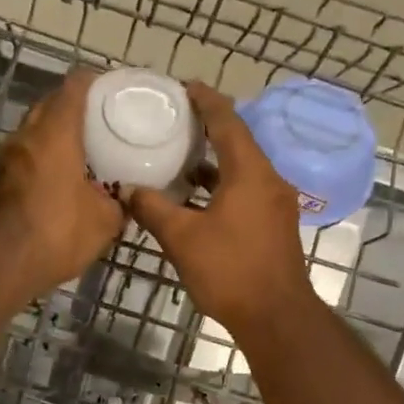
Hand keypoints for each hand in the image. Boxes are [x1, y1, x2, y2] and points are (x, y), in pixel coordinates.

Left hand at [0, 69, 124, 296]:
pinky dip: (45, 162)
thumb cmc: (57, 231)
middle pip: (51, 106)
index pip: (75, 86)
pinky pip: (27, 160)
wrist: (0, 264)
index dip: (96, 83)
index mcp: (55, 131)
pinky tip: (64, 183)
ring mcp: (7, 159)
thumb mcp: (104, 221)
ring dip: (57, 139)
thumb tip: (126, 199)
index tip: (114, 91)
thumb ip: (119, 203)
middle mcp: (26, 135)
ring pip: (36, 134)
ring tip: (87, 155)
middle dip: (76, 111)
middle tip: (104, 125)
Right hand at [128, 82, 315, 335]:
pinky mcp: (276, 226)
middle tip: (178, 121)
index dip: (206, 101)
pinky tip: (199, 199)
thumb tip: (127, 189)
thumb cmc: (229, 271)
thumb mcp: (182, 239)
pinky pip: (248, 192)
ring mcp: (276, 204)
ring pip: (244, 170)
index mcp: (250, 172)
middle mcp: (269, 180)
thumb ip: (153, 209)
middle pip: (239, 142)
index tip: (185, 87)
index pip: (228, 122)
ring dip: (216, 162)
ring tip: (182, 158)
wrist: (276, 316)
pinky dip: (224, 186)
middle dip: (209, 129)